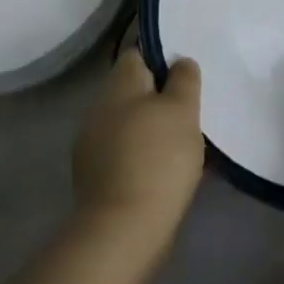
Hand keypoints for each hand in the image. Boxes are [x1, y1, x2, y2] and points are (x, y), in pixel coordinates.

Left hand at [72, 50, 203, 252]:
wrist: (124, 228)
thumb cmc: (159, 157)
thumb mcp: (183, 109)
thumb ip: (184, 79)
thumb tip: (180, 62)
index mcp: (119, 85)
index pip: (138, 54)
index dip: (162, 59)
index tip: (187, 75)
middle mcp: (98, 109)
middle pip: (133, 91)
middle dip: (160, 98)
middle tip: (191, 110)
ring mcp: (92, 145)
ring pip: (129, 123)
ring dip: (152, 128)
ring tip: (184, 143)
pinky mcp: (95, 178)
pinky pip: (125, 153)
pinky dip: (144, 155)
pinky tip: (166, 170)